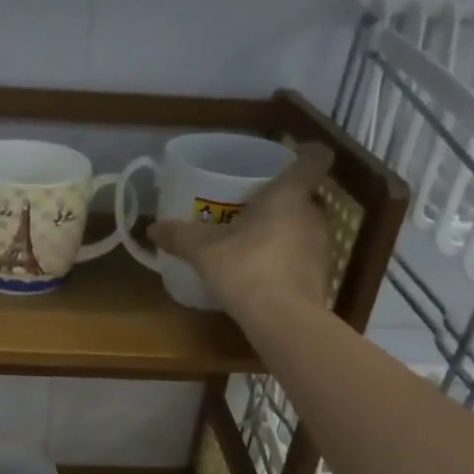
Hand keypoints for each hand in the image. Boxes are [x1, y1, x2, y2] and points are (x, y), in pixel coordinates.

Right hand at [149, 144, 340, 317]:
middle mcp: (312, 215)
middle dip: (281, 201)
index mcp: (288, 195)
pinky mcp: (321, 276)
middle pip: (304, 197)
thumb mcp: (204, 251)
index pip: (314, 159)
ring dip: (283, 232)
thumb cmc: (247, 269)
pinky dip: (285, 261)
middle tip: (251, 209)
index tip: (290, 159)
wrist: (283, 320)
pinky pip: (301, 258)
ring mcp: (321, 247)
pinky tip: (261, 276)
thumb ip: (180, 236)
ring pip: (303, 228)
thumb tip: (152, 228)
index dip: (306, 153)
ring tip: (252, 244)